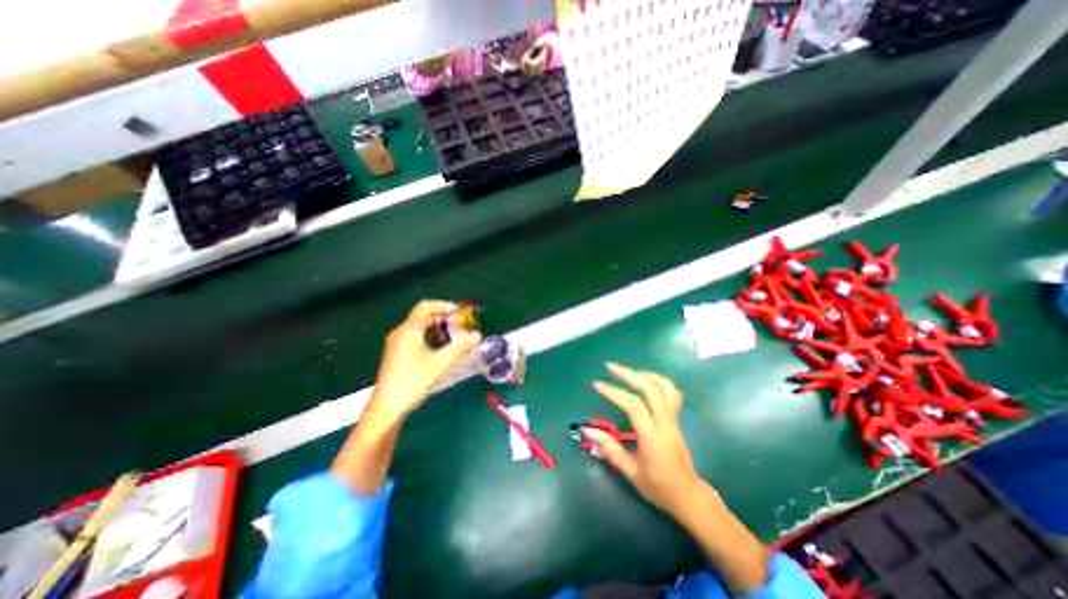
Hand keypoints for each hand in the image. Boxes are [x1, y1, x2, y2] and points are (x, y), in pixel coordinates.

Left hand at [371, 300, 479, 414]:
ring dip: (438, 328)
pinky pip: (416, 336)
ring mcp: (397, 342)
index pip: (427, 306)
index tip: (461, 313)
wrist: (387, 407)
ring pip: (420, 326)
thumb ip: (460, 347)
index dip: (445, 305)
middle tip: (461, 327)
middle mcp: (401, 331)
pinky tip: (440, 349)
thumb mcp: (440, 363)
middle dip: (444, 318)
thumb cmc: (413, 381)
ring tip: (454, 338)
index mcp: (410, 329)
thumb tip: (477, 335)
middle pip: (424, 315)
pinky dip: (430, 336)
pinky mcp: (397, 352)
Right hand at [580, 363, 706, 516]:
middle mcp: (665, 422)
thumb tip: (588, 430)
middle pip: (650, 388)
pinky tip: (646, 381)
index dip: (614, 392)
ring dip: (646, 374)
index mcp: (652, 436)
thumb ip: (610, 449)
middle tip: (610, 366)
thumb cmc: (658, 486)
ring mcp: (674, 419)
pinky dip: (659, 381)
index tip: (597, 384)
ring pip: (665, 387)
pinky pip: (672, 393)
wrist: (689, 496)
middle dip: (628, 374)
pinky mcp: (677, 419)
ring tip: (629, 371)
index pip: (633, 405)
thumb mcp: (630, 471)